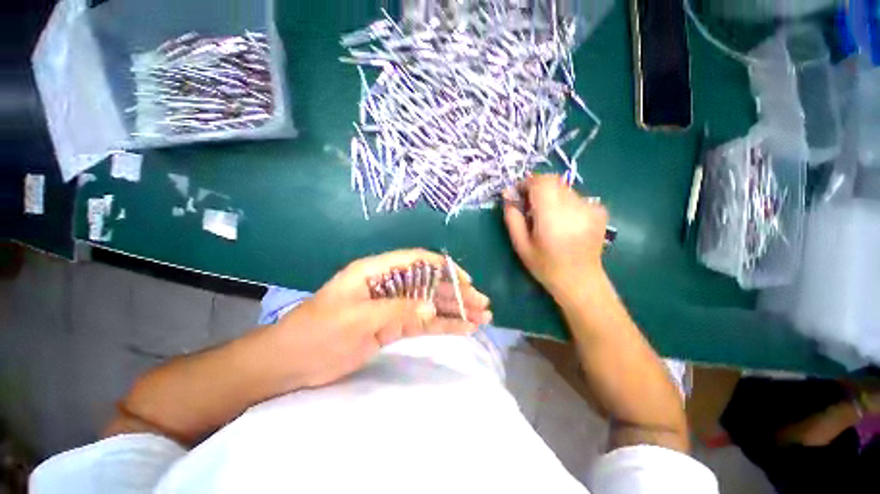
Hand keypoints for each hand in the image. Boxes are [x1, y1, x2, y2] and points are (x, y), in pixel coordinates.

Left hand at [273, 249, 491, 387]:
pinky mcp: (392, 327)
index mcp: (377, 271)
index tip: (465, 281)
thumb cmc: (317, 331)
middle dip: (456, 293)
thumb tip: (432, 308)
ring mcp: (392, 306)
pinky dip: (442, 325)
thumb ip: (396, 309)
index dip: (443, 267)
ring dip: (455, 310)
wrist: (291, 362)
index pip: (417, 260)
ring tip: (480, 317)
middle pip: (429, 284)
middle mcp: (389, 285)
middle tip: (482, 304)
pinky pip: (422, 323)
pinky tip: (462, 328)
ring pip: (430, 304)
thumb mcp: (356, 316)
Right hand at [503, 174, 608, 297]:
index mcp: (552, 217)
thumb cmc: (545, 266)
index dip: (526, 183)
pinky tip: (565, 222)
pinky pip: (576, 197)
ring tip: (548, 217)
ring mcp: (590, 207)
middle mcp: (574, 207)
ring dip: (551, 196)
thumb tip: (508, 194)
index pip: (540, 182)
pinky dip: (565, 203)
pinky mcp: (599, 211)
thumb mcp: (520, 245)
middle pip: (553, 181)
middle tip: (530, 206)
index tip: (518, 195)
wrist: (580, 280)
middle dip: (537, 188)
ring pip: (564, 188)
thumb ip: (512, 218)